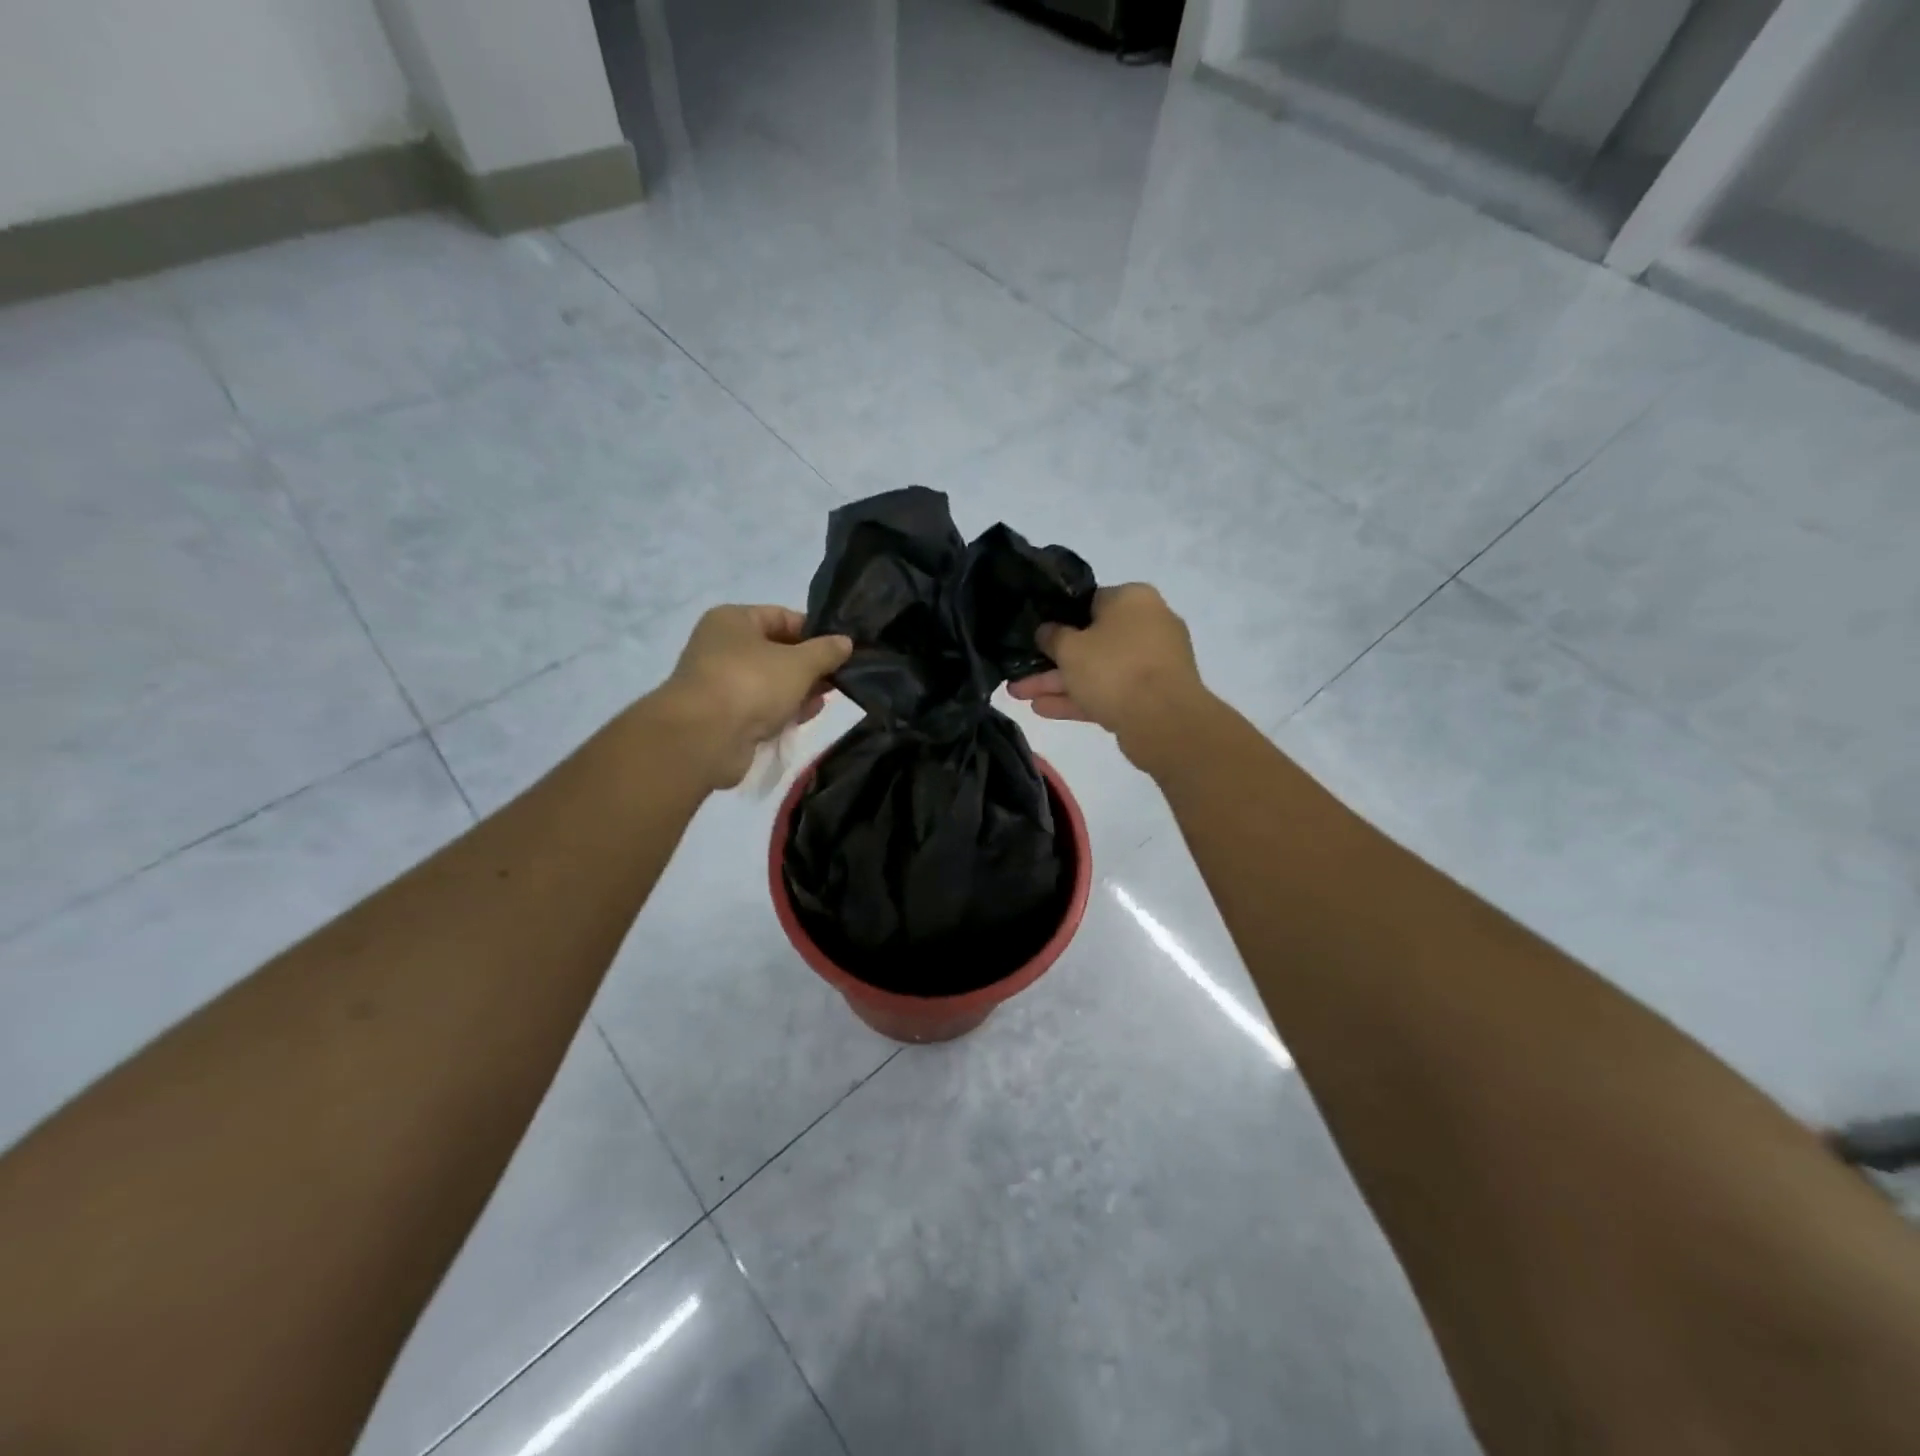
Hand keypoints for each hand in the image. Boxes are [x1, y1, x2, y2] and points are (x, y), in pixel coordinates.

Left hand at [649, 605, 852, 789]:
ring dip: (798, 691)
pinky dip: (782, 711)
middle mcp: (723, 647)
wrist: (704, 738)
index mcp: (733, 620)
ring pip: (771, 682)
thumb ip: (826, 651)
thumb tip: (845, 642)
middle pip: (777, 651)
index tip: (840, 649)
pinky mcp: (724, 716)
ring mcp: (721, 683)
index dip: (814, 631)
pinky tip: (804, 717)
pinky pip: (761, 707)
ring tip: (826, 700)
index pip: (781, 616)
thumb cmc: (751, 684)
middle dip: (809, 666)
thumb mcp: (799, 663)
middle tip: (839, 678)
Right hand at [1007, 584, 1207, 769]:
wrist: (1164, 721)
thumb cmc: (1114, 669)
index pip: (1090, 602)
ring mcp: (1152, 663)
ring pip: (1098, 670)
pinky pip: (1110, 692)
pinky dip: (1080, 699)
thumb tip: (1047, 630)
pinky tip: (1043, 710)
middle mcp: (1148, 625)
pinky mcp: (1152, 696)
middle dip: (1052, 662)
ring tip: (1020, 696)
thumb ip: (1052, 636)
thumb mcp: (1070, 648)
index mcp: (1133, 600)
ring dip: (1060, 684)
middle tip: (1020, 674)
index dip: (1059, 619)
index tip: (1036, 636)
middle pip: (1091, 641)